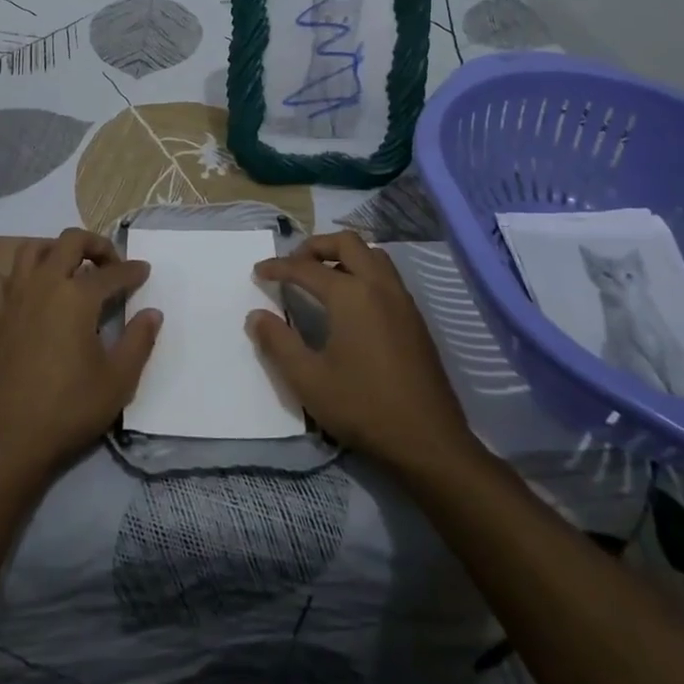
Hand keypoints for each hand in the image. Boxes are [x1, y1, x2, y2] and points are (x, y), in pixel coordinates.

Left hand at [0, 229, 159, 480]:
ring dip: (55, 250)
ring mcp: (13, 298)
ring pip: (31, 250)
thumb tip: (152, 313)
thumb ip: (139, 341)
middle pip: (70, 242)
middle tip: (111, 264)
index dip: (132, 271)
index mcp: (77, 297)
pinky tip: (31, 294)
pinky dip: (20, 277)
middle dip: (96, 244)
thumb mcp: (118, 381)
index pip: (112, 273)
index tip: (144, 271)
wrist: (7, 441)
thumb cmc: (68, 409)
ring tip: (71, 268)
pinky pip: (3, 280)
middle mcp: (44, 285)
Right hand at [249, 231, 477, 468]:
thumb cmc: (363, 407)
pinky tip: (351, 302)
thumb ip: (278, 343)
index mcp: (351, 295)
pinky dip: (363, 271)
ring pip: (372, 254)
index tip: (258, 270)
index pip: (306, 267)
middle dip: (315, 246)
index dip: (278, 267)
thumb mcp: (308, 380)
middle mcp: (379, 286)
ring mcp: (403, 300)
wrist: (428, 442)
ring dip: (344, 255)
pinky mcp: (415, 319)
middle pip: (346, 242)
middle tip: (293, 264)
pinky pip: (386, 275)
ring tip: (321, 276)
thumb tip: (255, 316)